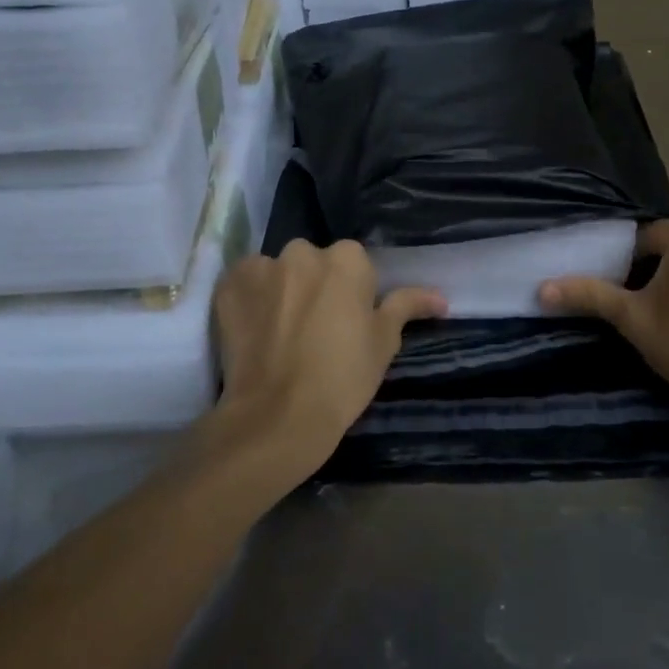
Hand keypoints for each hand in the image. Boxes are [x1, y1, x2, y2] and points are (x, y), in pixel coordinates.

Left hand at [210, 240, 445, 485]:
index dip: (352, 293)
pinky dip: (250, 301)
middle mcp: (302, 251)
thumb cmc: (343, 378)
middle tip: (316, 328)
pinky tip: (255, 331)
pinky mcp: (228, 287)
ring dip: (281, 290)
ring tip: (281, 334)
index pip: (353, 263)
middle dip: (315, 285)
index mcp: (346, 259)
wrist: (278, 416)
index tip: (348, 323)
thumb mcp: (384, 342)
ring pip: (278, 272)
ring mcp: (261, 267)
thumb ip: (407, 306)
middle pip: (313, 262)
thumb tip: (440, 297)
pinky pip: (244, 284)